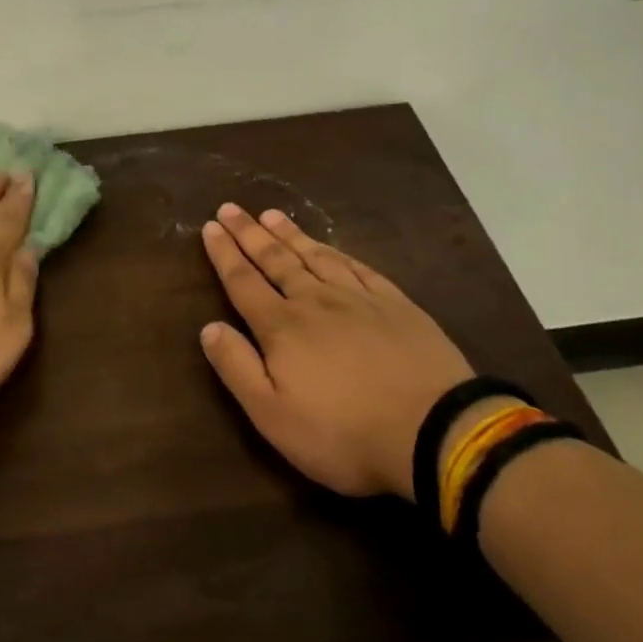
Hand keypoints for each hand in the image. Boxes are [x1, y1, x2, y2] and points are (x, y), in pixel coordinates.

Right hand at [198, 204, 473, 498]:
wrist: (433, 430)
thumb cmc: (343, 433)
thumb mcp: (273, 416)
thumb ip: (238, 368)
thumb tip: (209, 328)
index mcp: (282, 328)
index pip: (243, 282)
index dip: (224, 254)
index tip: (209, 226)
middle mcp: (315, 301)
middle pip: (276, 260)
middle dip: (249, 234)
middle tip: (231, 208)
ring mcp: (359, 298)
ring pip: (315, 256)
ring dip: (289, 235)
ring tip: (271, 215)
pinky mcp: (395, 304)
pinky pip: (357, 266)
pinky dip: (336, 251)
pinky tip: (329, 246)